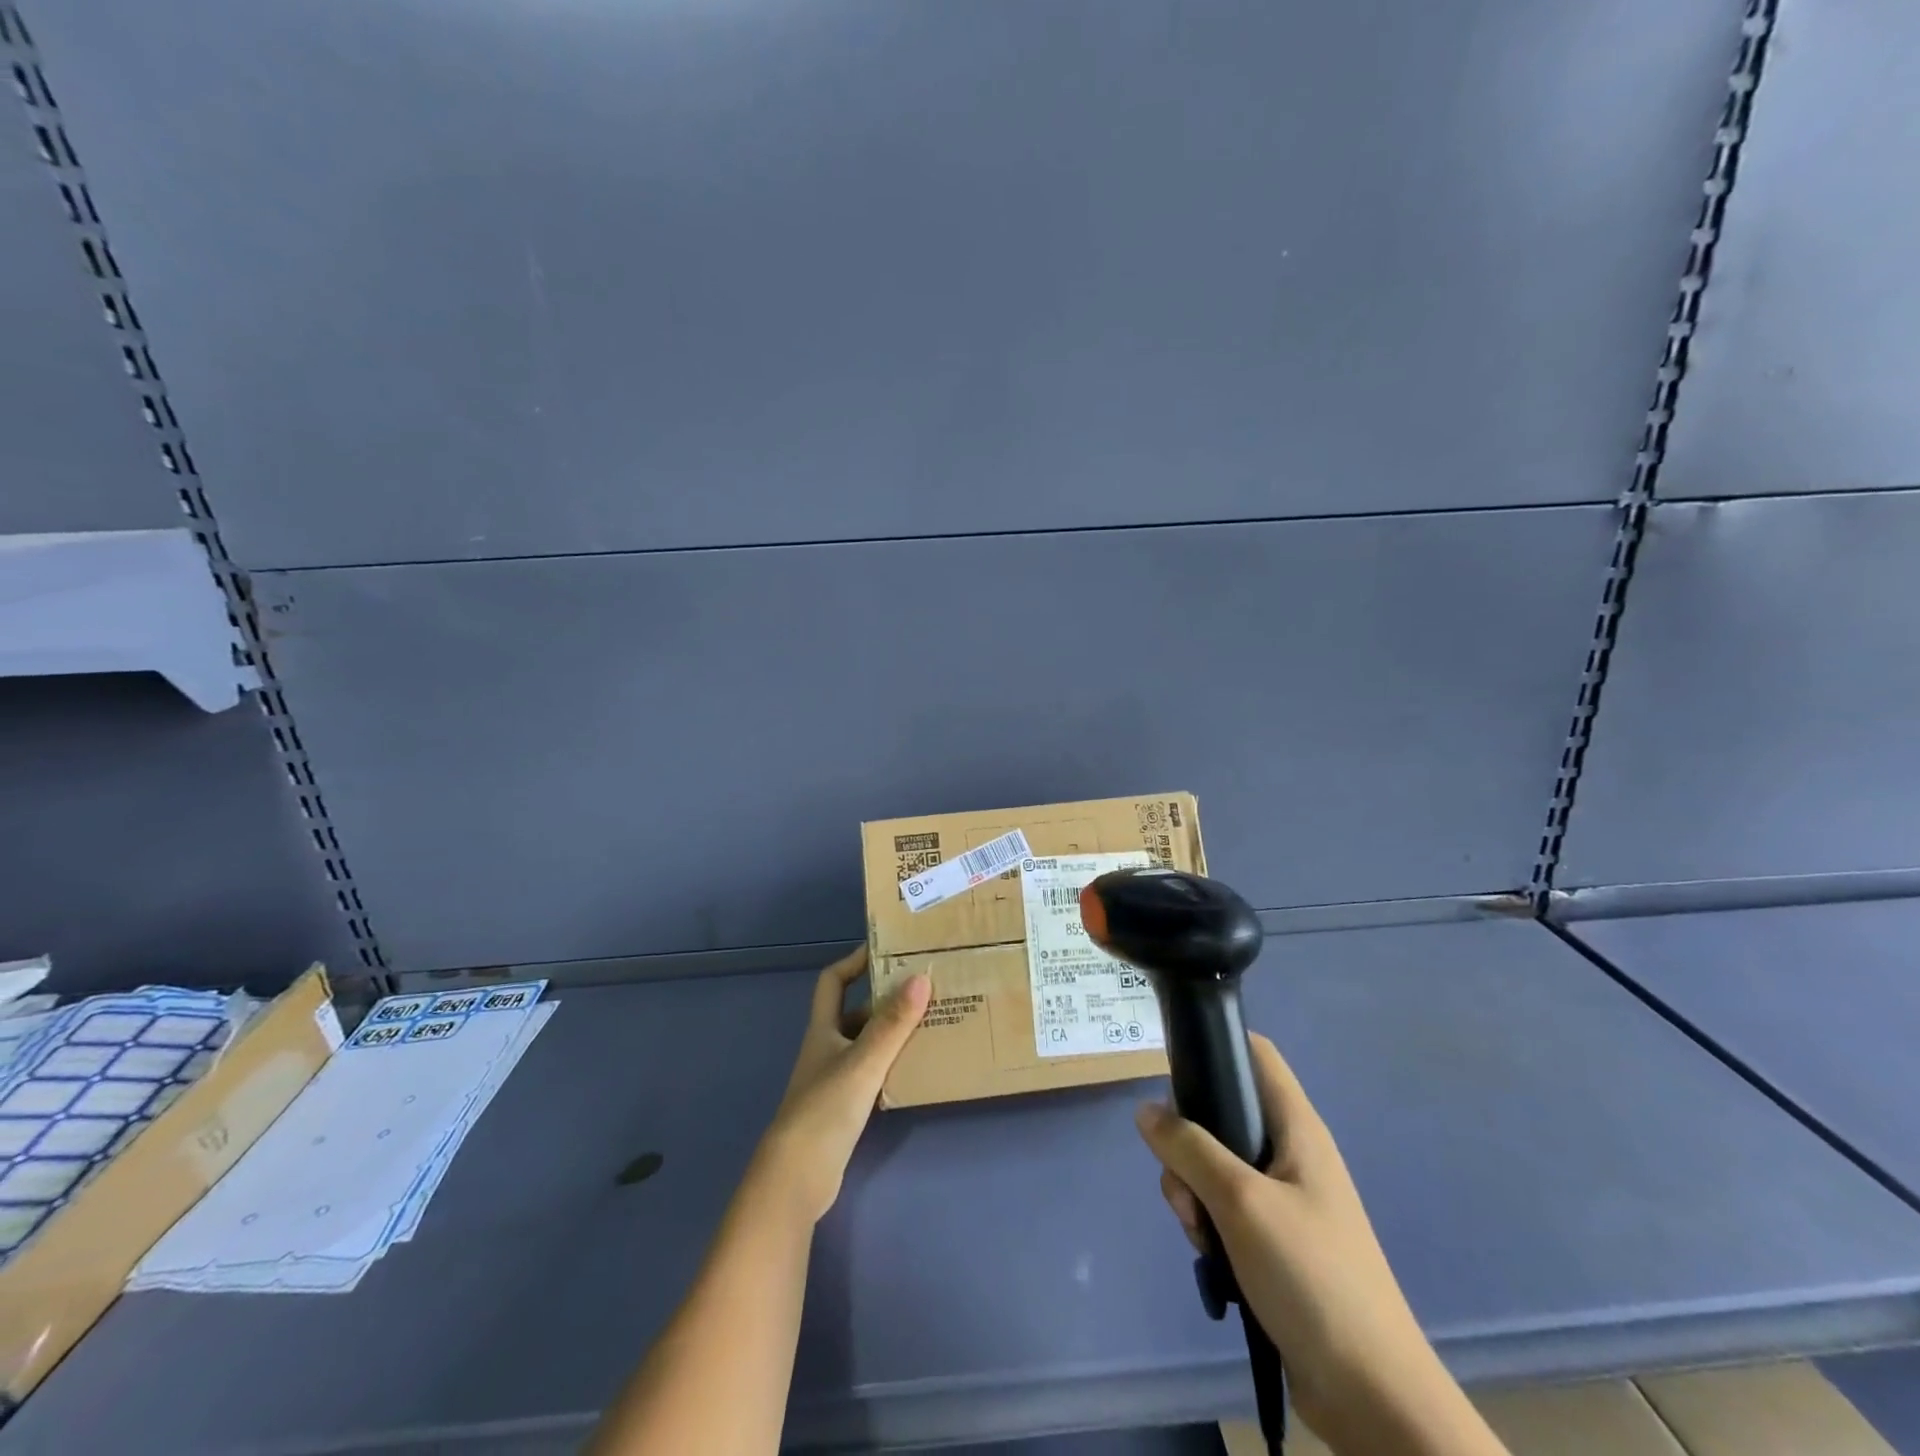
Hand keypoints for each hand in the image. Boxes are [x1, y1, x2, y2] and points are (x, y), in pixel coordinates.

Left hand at [754, 947, 929, 1224]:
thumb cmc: (825, 1109)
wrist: (797, 1178)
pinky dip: (893, 1063)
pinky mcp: (844, 1106)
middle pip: (856, 1011)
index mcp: (823, 1029)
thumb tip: (921, 977)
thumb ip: (892, 1024)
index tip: (886, 951)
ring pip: (868, 1042)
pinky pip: (873, 1071)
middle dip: (887, 999)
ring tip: (932, 1022)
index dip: (854, 961)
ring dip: (894, 1032)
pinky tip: (918, 1066)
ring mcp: (834, 1078)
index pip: (833, 981)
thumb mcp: (863, 1062)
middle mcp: (827, 1047)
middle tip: (925, 988)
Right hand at [1136, 1035, 1501, 1453]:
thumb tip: (1146, 1109)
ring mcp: (1284, 1198)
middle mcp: (1291, 1153)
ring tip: (1199, 1231)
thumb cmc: (1312, 1277)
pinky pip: (1225, 1208)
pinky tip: (1210, 1258)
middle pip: (1222, 1113)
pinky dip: (1208, 1223)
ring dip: (1193, 1191)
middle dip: (1188, 1141)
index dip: (1217, 1045)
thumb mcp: (1240, 1202)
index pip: (1255, 1053)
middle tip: (1184, 1181)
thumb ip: (1189, 1148)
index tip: (1175, 1066)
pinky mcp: (1275, 1241)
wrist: (1372, 1396)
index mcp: (1297, 1127)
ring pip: (1215, 1165)